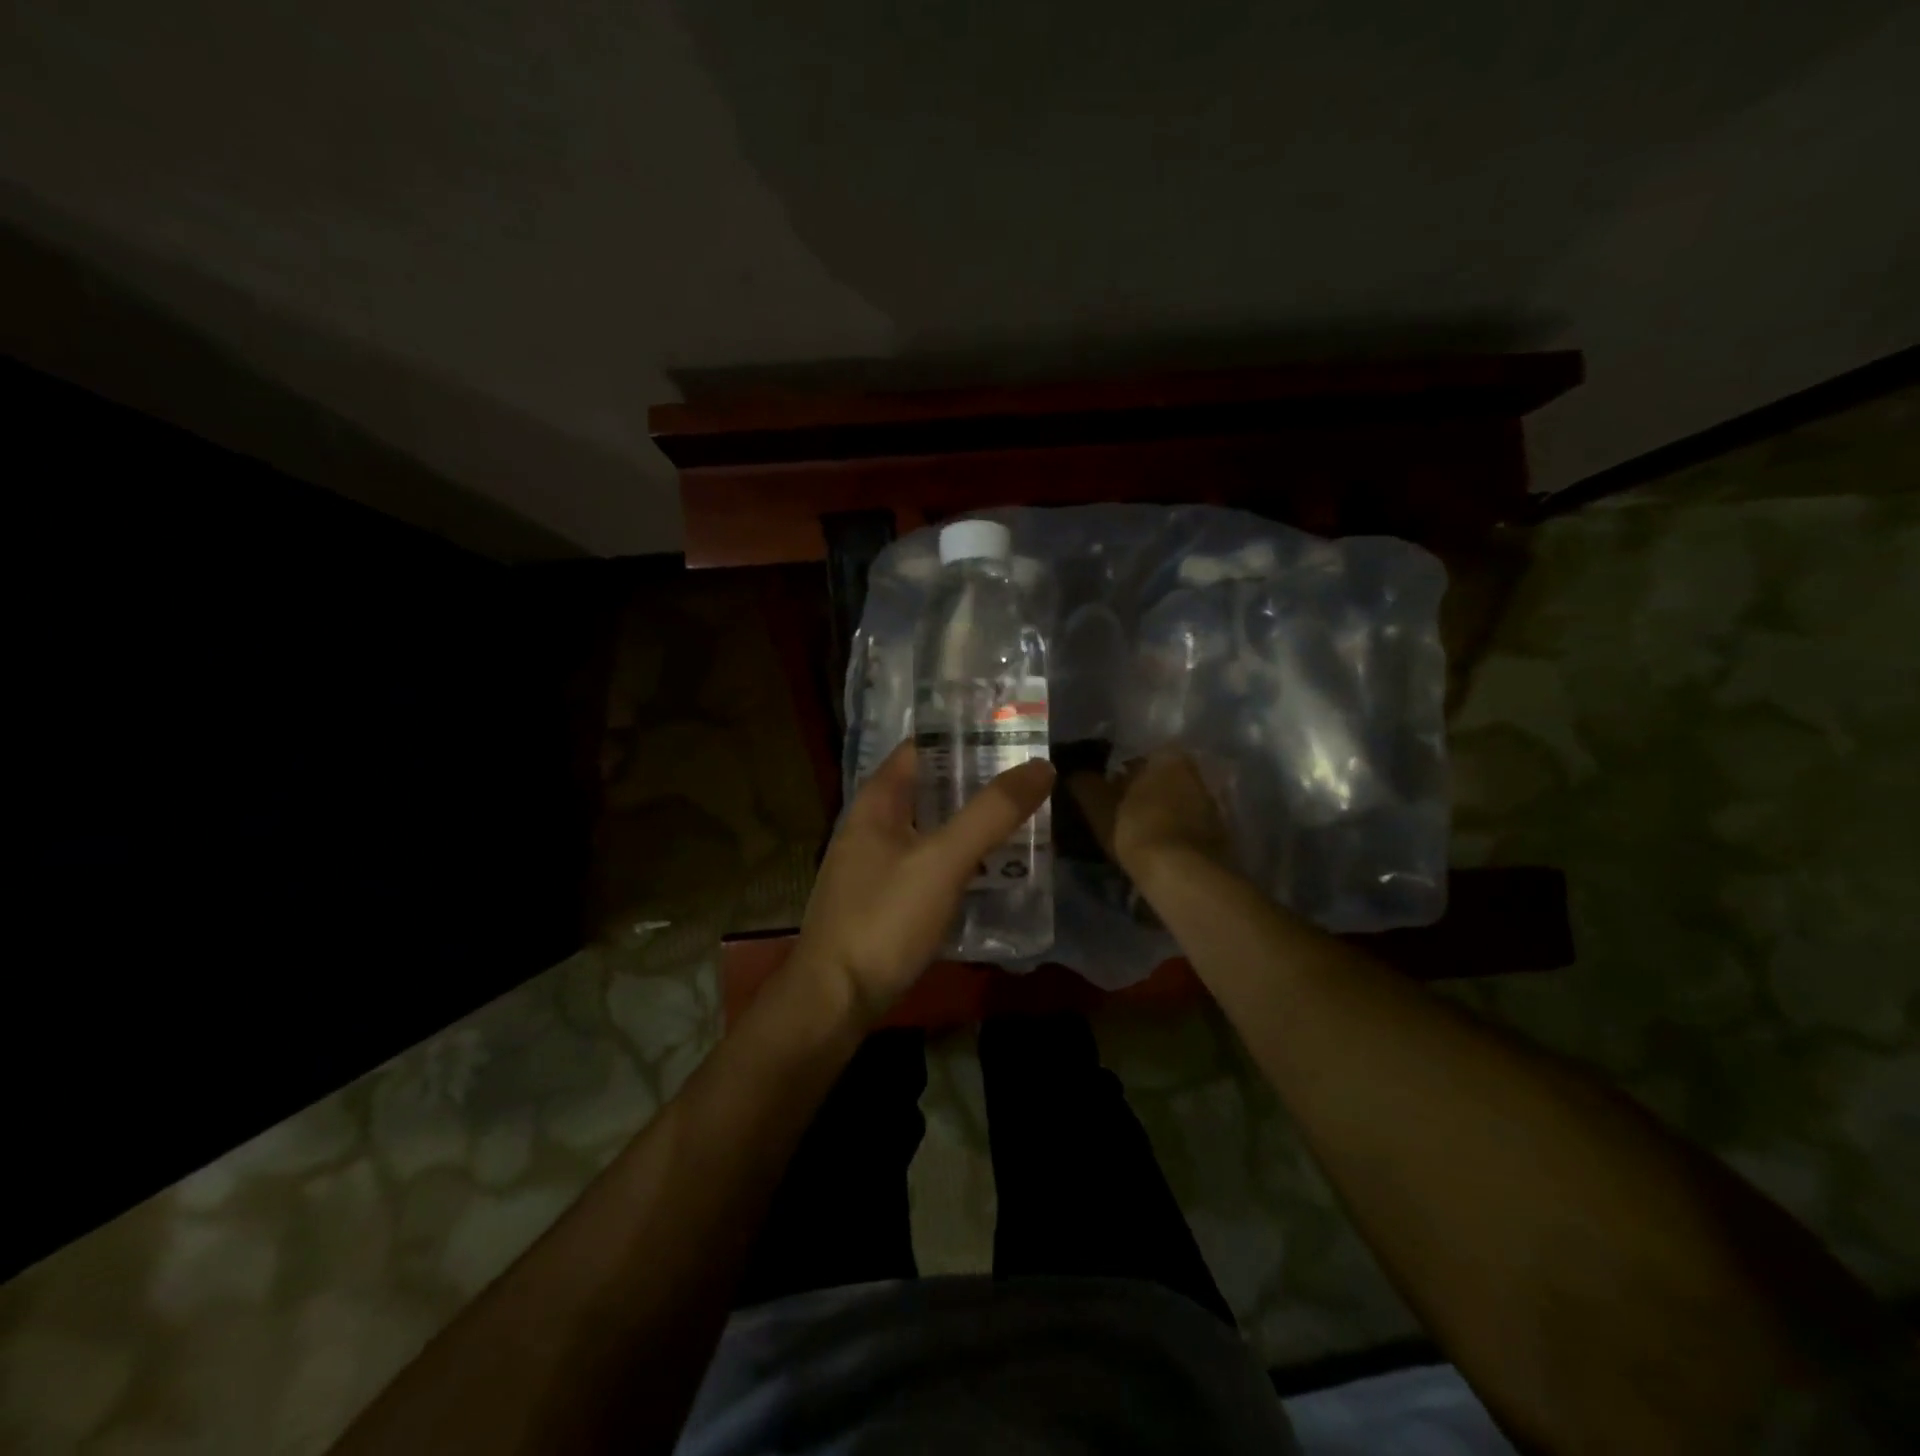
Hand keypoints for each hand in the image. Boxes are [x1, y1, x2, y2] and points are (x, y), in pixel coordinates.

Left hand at [790, 743, 1054, 1023]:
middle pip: (930, 789)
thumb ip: (991, 813)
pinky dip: (959, 860)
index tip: (1013, 738)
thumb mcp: (943, 860)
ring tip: (1024, 823)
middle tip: (1031, 783)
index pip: (922, 748)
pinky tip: (993, 872)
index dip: (965, 739)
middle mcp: (872, 824)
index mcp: (877, 801)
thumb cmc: (884, 919)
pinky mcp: (884, 899)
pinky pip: (928, 865)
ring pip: (932, 829)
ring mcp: (875, 864)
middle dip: (977, 784)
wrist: (834, 1000)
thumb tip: (1041, 766)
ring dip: (971, 825)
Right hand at [1067, 749, 1235, 888]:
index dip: (1115, 778)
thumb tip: (1073, 774)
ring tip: (1132, 837)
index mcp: (1168, 757)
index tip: (1101, 797)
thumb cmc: (1138, 828)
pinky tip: (1154, 850)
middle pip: (1157, 781)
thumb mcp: (1099, 806)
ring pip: (1172, 804)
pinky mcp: (1218, 833)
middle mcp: (1194, 773)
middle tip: (1114, 816)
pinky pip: (1185, 826)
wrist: (1184, 874)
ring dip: (1155, 815)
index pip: (1135, 760)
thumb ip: (1084, 785)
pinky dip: (1170, 833)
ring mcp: (1210, 804)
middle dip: (1138, 795)